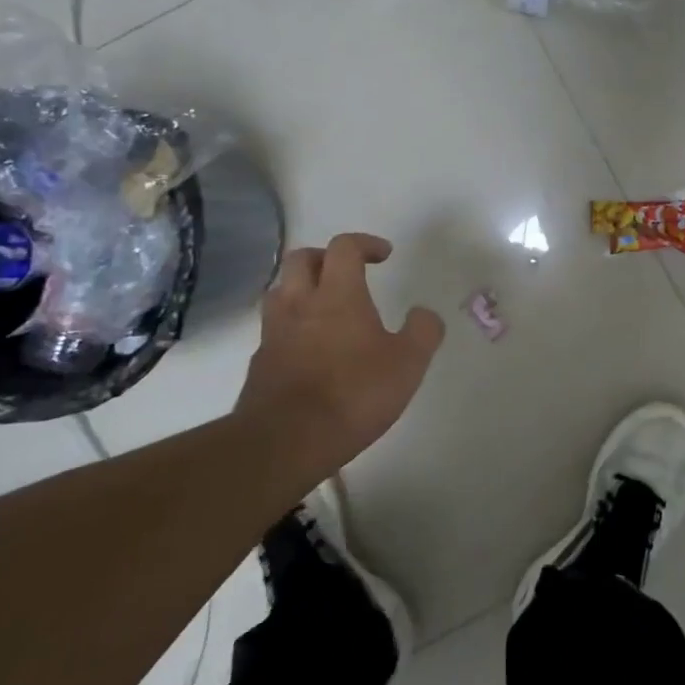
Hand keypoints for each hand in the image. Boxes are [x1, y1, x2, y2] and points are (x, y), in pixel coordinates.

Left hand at [235, 233, 444, 483]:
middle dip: (326, 257)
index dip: (365, 243)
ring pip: (280, 291)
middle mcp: (300, 304)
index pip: (344, 247)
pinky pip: (274, 330)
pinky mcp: (259, 363)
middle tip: (347, 273)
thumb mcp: (408, 363)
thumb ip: (423, 331)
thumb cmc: (354, 394)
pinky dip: (291, 327)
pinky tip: (308, 350)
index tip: (384, 255)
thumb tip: (424, 313)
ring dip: (302, 289)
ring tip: (324, 308)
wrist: (286, 441)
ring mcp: (274, 333)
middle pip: (301, 259)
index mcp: (338, 295)